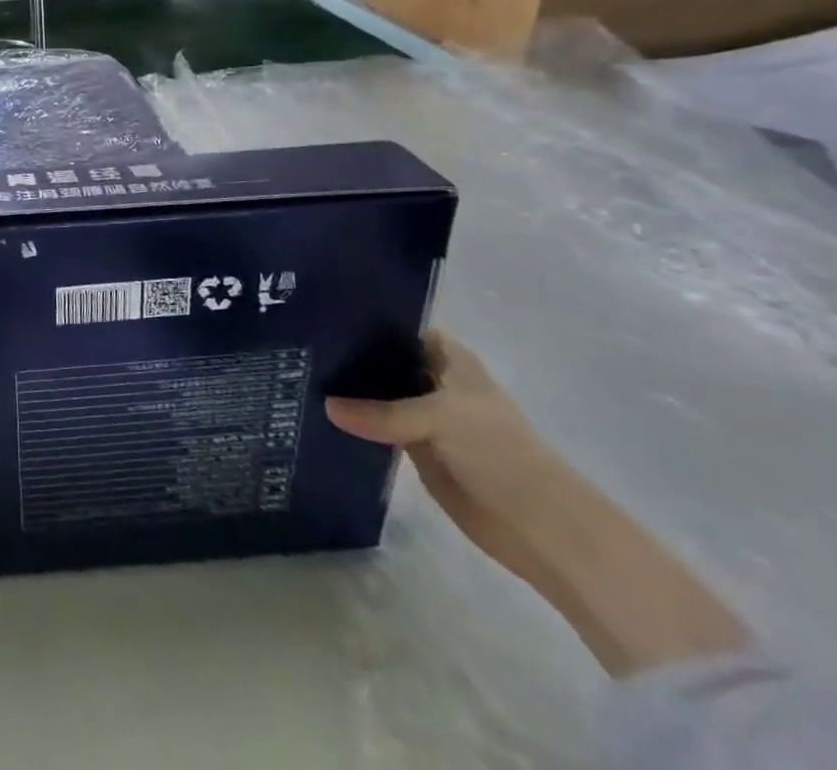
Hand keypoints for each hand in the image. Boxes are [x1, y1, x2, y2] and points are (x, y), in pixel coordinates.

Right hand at [331, 332, 750, 676]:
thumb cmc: (500, 452)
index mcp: (448, 357)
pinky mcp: (415, 447)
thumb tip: (326, 407)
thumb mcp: (439, 418)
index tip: (319, 311)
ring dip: (347, 389)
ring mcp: (423, 414)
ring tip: (298, 373)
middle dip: (346, 353)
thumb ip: (380, 412)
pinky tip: (317, 411)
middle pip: (382, 358)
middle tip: (296, 343)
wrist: (540, 526)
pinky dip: (354, 421)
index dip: (363, 316)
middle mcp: (433, 379)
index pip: (397, 324)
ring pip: (375, 392)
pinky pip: (376, 426)